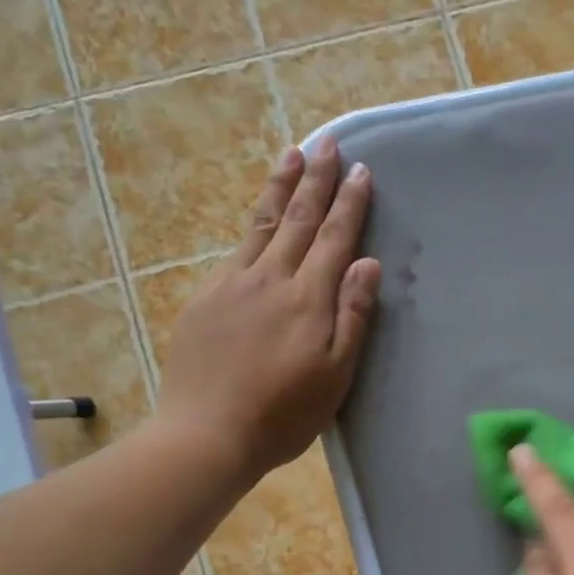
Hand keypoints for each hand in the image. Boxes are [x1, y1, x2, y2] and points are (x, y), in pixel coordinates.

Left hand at [151, 139, 379, 482]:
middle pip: (298, 219)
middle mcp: (270, 279)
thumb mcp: (335, 376)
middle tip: (327, 140)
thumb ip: (353, 316)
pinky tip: (259, 219)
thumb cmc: (284, 415)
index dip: (348, 203)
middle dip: (315, 178)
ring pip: (263, 224)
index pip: (333, 238)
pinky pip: (236, 249)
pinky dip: (254, 224)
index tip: (360, 170)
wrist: (207, 434)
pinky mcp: (206, 298)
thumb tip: (367, 263)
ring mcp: (233, 284)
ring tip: (292, 154)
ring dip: (281, 187)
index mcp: (308, 300)